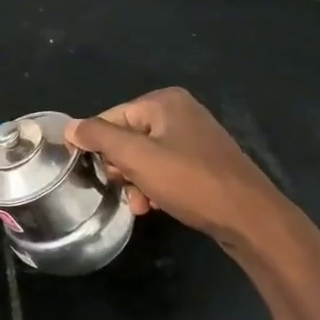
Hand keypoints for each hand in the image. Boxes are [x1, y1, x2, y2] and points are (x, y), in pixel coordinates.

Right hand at [67, 88, 289, 249]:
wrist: (250, 218)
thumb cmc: (190, 181)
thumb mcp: (136, 157)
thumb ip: (98, 137)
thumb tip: (69, 128)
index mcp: (164, 101)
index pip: (109, 118)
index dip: (96, 146)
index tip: (94, 174)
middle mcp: (180, 112)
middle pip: (126, 137)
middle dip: (120, 167)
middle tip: (124, 188)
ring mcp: (194, 137)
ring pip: (143, 157)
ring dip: (135, 182)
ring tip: (140, 204)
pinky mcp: (203, 162)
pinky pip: (164, 169)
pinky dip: (154, 186)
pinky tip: (155, 205)